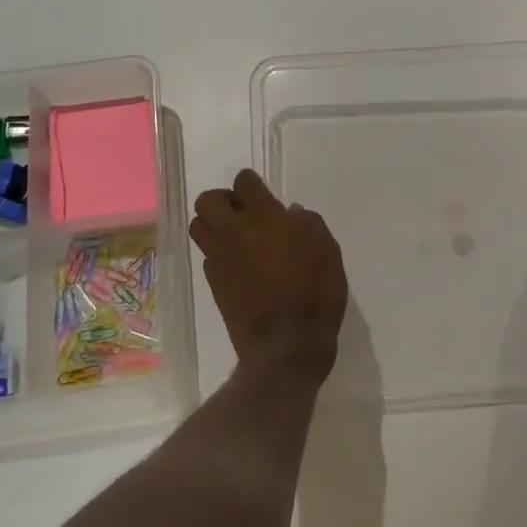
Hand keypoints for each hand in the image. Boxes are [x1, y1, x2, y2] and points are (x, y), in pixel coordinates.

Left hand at [191, 169, 346, 381]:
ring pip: (199, 226)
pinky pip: (207, 256)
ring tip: (237, 237)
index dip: (252, 185)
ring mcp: (219, 258)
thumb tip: (290, 213)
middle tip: (244, 213)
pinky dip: (218, 253)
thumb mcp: (327, 249)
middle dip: (224, 200)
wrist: (287, 344)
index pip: (244, 182)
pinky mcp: (213, 283)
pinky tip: (239, 265)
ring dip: (214, 224)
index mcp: (263, 216)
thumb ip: (307, 223)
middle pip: (208, 200)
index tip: (264, 196)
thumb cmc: (315, 291)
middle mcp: (233, 231)